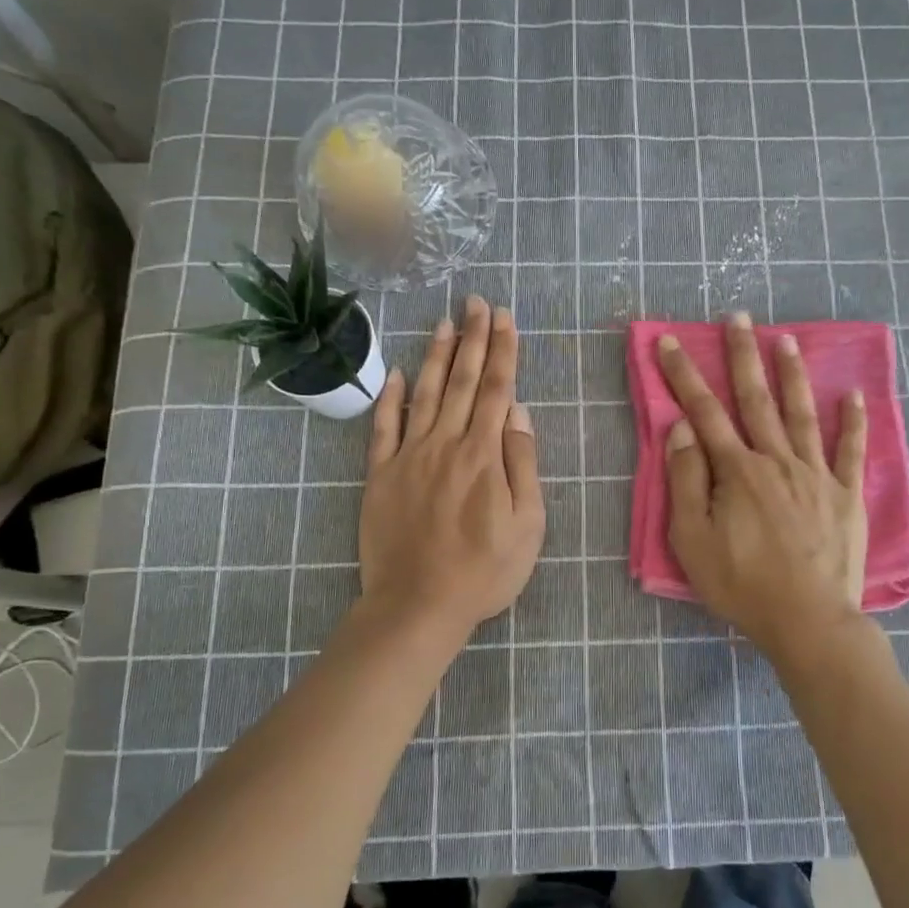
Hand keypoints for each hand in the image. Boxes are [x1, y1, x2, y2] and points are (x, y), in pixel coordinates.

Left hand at [359, 295, 544, 646]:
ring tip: (445, 322)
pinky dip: (391, 398)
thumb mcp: (528, 524)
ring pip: (426, 394)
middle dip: (474, 338)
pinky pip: (384, 427)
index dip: (503, 351)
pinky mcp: (380, 475)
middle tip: (477, 302)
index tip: (505, 318)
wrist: (418, 605)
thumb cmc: (484, 571)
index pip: (498, 390)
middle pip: (464, 381)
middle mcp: (446, 444)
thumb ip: (523, 464)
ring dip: (438, 356)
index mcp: (484, 455)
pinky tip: (399, 373)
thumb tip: (519, 413)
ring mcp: (409, 457)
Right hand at [657, 314, 868, 663]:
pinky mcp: (846, 495)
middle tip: (738, 317)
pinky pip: (851, 451)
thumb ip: (687, 481)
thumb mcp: (694, 539)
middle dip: (743, 355)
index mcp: (738, 471)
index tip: (668, 341)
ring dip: (792, 374)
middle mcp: (777, 460)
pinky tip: (853, 394)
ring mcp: (816, 475)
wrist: (808, 620)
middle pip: (756, 399)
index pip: (704, 411)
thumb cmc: (742, 584)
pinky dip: (853, 421)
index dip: (683, 374)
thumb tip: (682, 429)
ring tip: (786, 339)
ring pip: (802, 413)